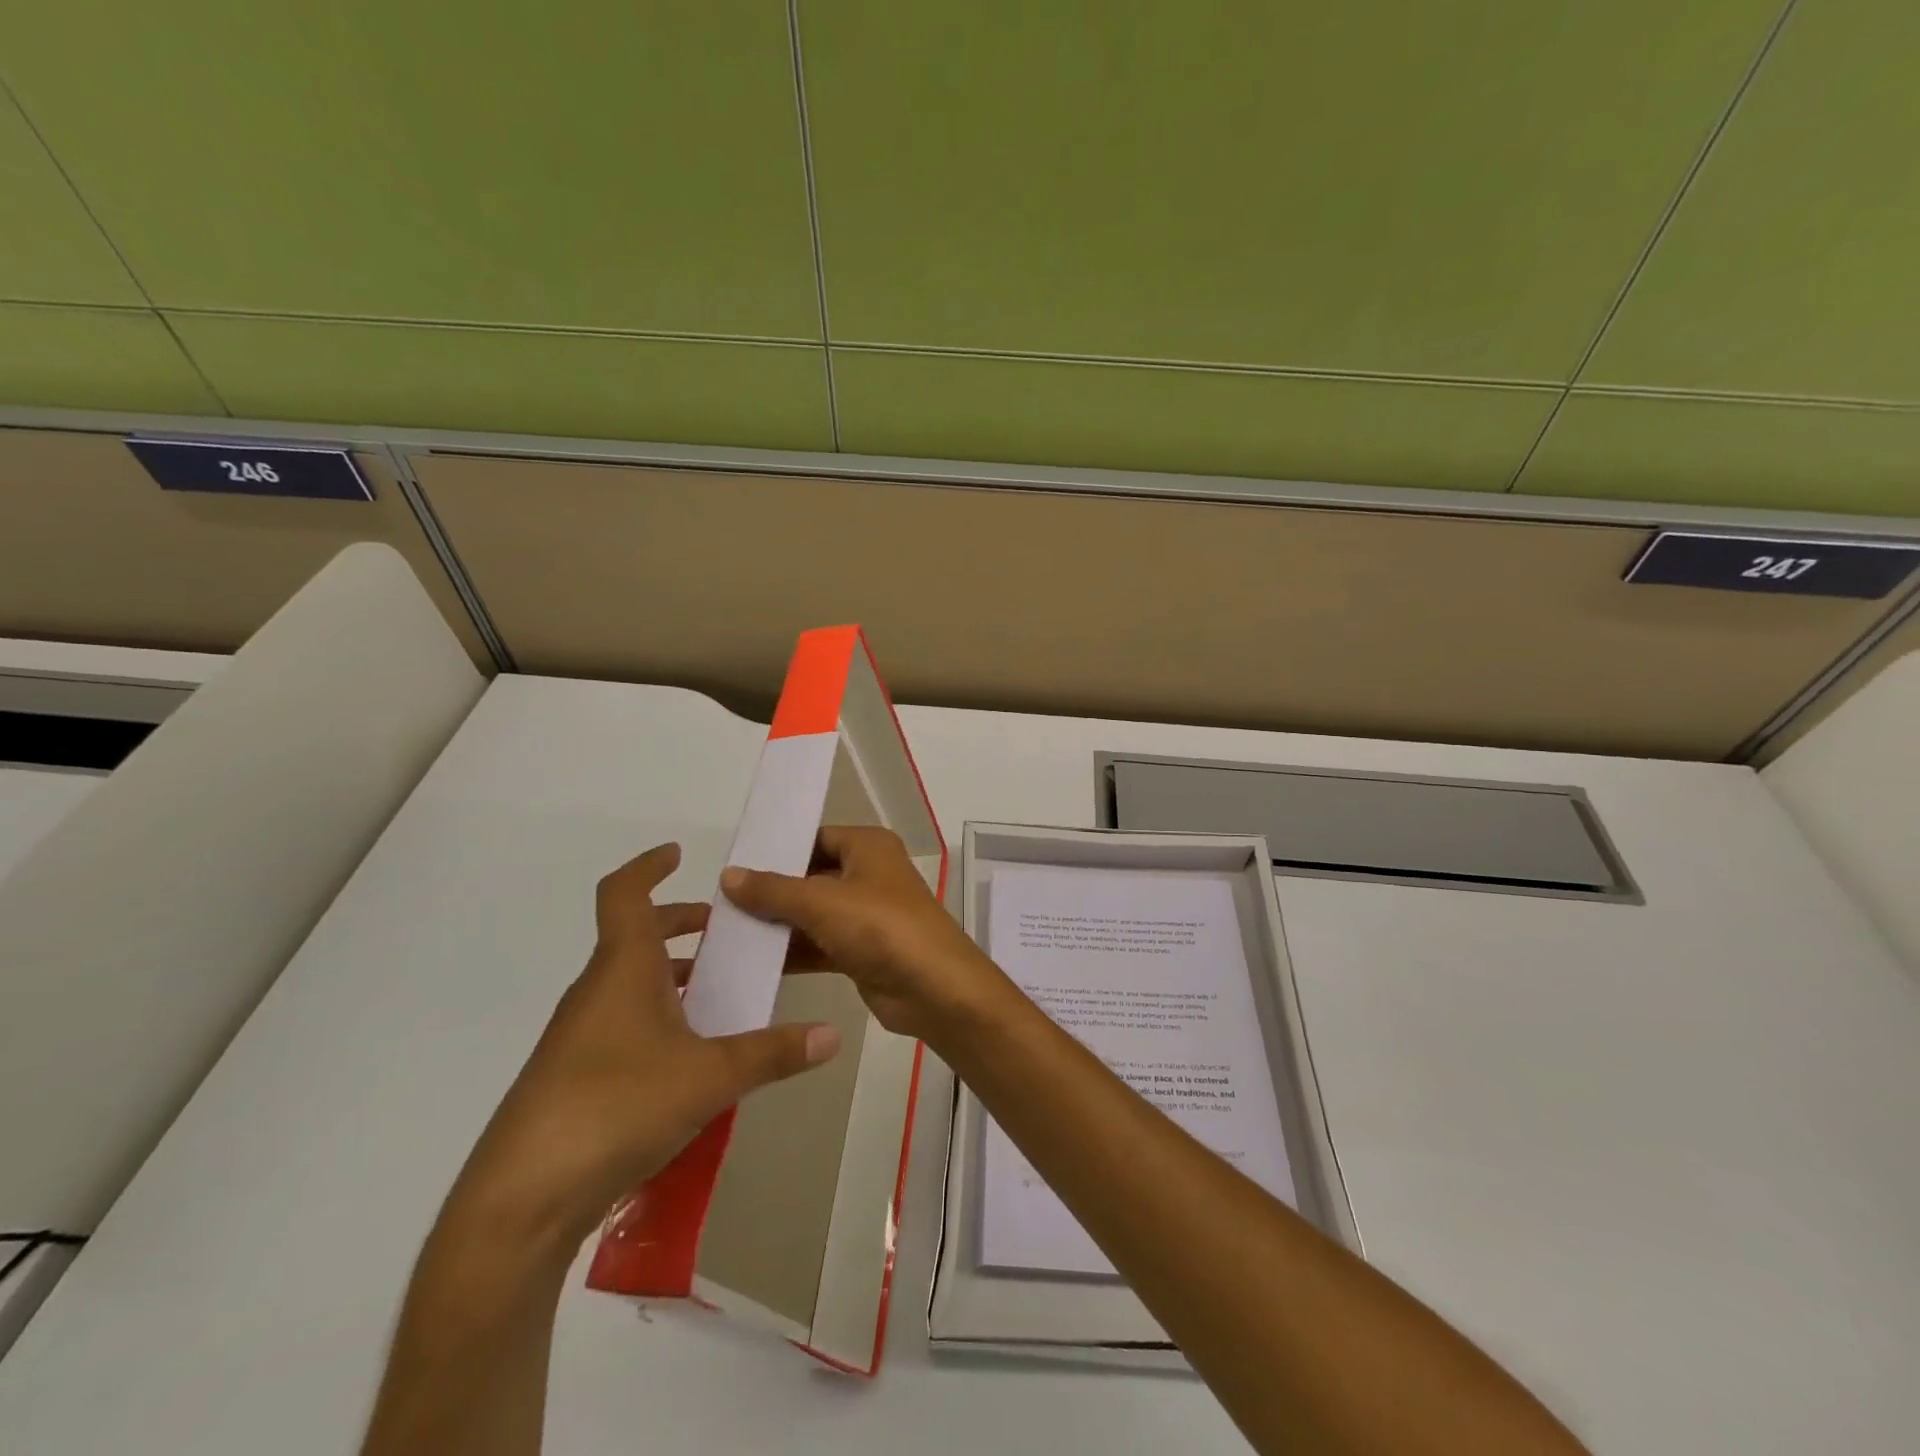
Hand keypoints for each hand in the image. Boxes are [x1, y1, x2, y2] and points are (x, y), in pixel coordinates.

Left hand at [444, 843, 841, 1254]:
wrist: (522, 1200)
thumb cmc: (616, 1107)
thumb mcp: (710, 1077)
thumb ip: (772, 1053)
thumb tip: (832, 1035)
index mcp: (622, 969)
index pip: (624, 894)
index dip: (648, 866)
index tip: (678, 854)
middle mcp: (597, 991)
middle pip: (634, 936)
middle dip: (679, 924)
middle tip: (725, 931)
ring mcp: (580, 1036)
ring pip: (629, 982)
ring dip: (671, 973)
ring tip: (719, 990)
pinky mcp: (574, 1077)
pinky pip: (622, 1023)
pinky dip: (658, 1015)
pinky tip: (691, 1054)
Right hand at [720, 825, 1013, 1046]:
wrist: (933, 988)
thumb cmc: (880, 927)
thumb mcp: (820, 902)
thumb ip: (772, 890)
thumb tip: (728, 874)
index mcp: (868, 846)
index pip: (815, 838)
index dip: (778, 850)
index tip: (734, 866)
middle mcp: (869, 874)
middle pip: (812, 876)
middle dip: (772, 891)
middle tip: (722, 902)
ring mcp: (867, 914)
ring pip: (814, 913)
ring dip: (779, 924)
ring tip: (727, 931)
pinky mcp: (863, 950)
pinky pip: (820, 944)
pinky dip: (793, 951)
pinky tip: (753, 960)